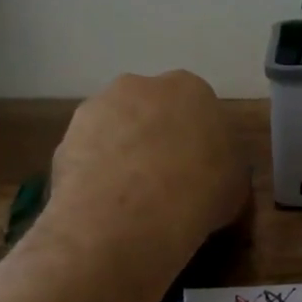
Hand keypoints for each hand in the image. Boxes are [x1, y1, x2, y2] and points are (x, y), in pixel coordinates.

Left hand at [44, 70, 248, 292]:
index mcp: (191, 89)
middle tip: (163, 181)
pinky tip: (103, 205)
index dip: (196, 141)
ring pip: (115, 129)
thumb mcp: (235, 185)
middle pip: (151, 110)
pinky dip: (94, 174)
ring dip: (121, 153)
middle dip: (154, 138)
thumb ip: (225, 166)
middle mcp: (141, 86)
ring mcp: (98, 108)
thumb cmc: (199, 193)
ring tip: (129, 199)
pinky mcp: (66, 137)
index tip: (197, 171)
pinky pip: (87, 154)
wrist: (130, 216)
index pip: (197, 109)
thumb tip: (214, 173)